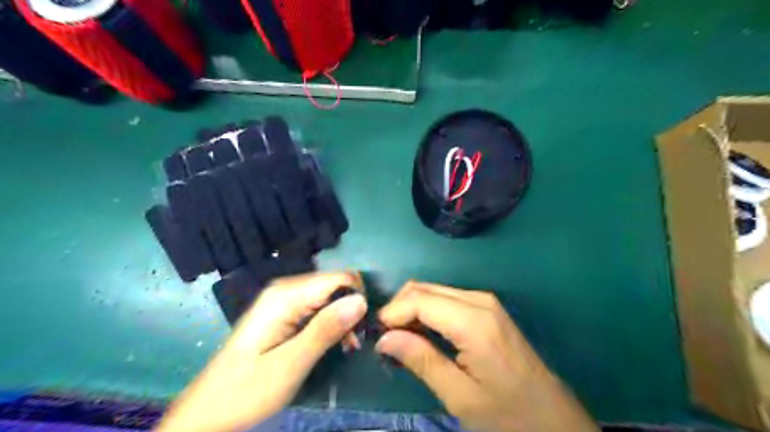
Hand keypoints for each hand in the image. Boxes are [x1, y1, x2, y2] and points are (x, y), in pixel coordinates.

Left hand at [156, 273, 365, 431]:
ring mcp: (283, 299)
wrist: (209, 412)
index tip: (359, 332)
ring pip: (329, 295)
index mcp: (286, 295)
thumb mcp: (290, 364)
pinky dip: (330, 322)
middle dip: (350, 310)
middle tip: (351, 345)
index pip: (340, 279)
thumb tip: (361, 301)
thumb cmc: (247, 391)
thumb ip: (325, 330)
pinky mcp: (283, 312)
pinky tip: (330, 342)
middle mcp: (286, 289)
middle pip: (335, 285)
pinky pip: (317, 306)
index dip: (356, 301)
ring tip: (344, 347)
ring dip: (342, 318)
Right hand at [374, 283, 594, 430]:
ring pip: (433, 290)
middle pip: (424, 288)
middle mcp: (479, 300)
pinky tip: (422, 333)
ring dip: (411, 308)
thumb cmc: (508, 413)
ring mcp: (485, 301)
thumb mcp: (459, 396)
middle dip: (399, 308)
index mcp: (473, 322)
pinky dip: (427, 310)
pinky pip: (447, 298)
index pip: (419, 300)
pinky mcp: (487, 307)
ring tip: (400, 338)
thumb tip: (384, 339)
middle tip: (386, 338)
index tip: (376, 336)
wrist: (552, 416)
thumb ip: (421, 360)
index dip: (392, 313)